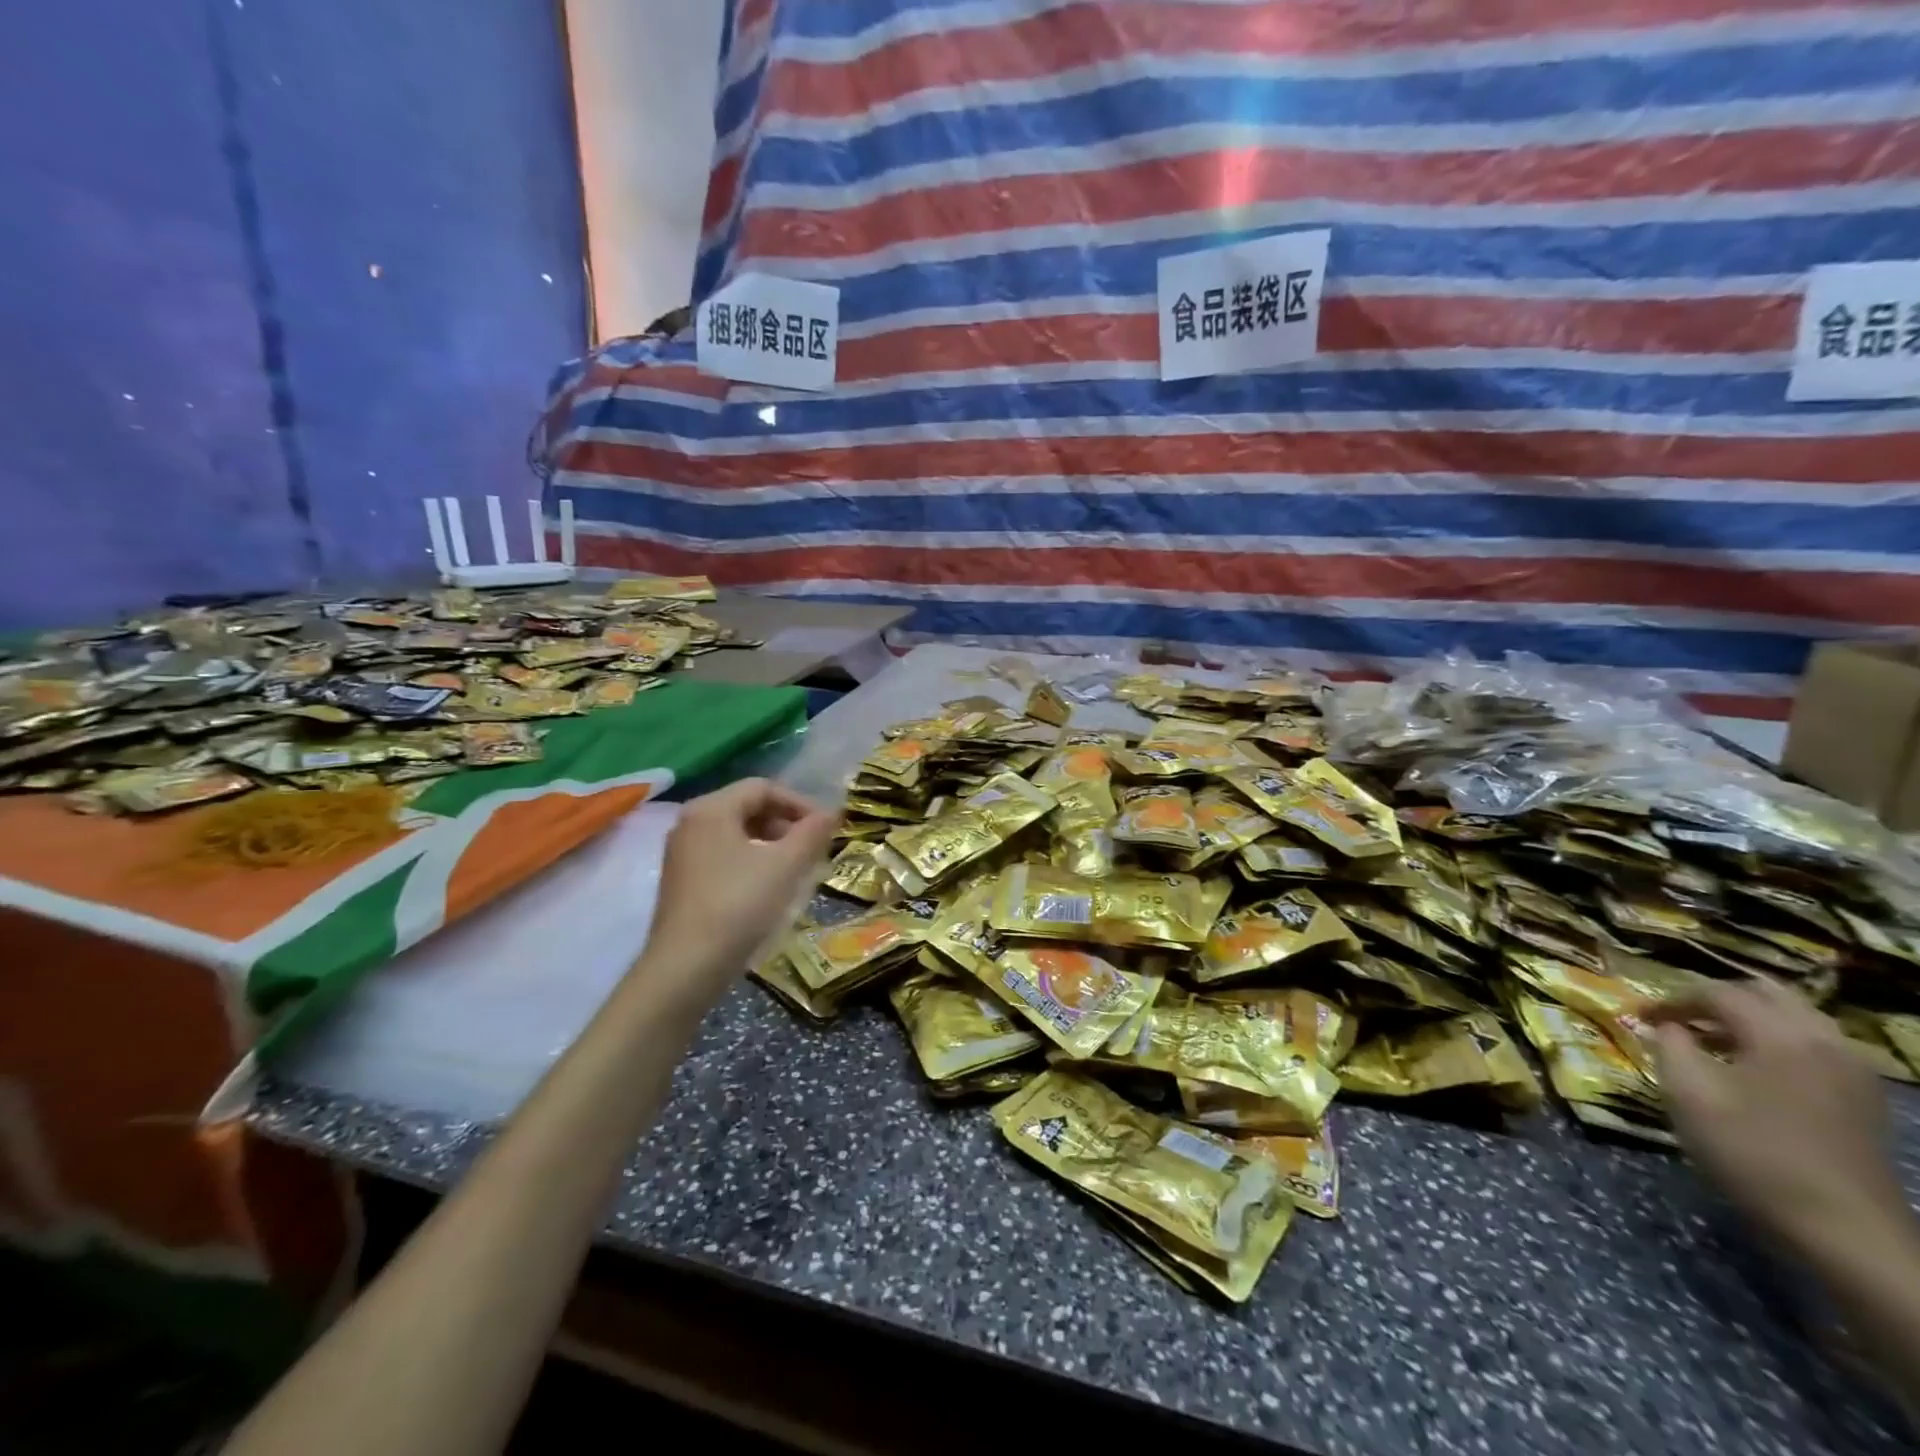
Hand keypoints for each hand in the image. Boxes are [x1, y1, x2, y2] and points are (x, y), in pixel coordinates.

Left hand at [637, 778, 837, 999]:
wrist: (686, 967)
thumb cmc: (739, 905)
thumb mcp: (785, 865)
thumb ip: (812, 833)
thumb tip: (832, 813)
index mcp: (711, 809)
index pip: (763, 787)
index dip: (800, 803)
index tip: (826, 828)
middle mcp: (690, 823)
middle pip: (748, 807)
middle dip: (786, 824)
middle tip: (813, 849)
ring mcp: (682, 853)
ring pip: (737, 834)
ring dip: (772, 844)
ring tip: (797, 869)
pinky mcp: (682, 882)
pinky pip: (724, 856)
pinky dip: (752, 861)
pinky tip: (769, 888)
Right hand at [1650, 977, 1906, 1253]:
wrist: (1844, 1231)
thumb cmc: (1752, 1153)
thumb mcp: (1688, 1093)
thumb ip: (1670, 1046)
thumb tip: (1668, 1027)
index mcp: (1780, 1034)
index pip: (1716, 993)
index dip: (1671, 1000)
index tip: (1639, 1017)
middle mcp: (1824, 1040)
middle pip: (1765, 994)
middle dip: (1716, 999)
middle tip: (1679, 1018)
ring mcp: (1853, 1071)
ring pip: (1795, 1018)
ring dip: (1749, 1019)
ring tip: (1712, 1042)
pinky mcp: (1863, 1098)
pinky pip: (1815, 1046)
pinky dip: (1778, 1042)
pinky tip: (1754, 1070)